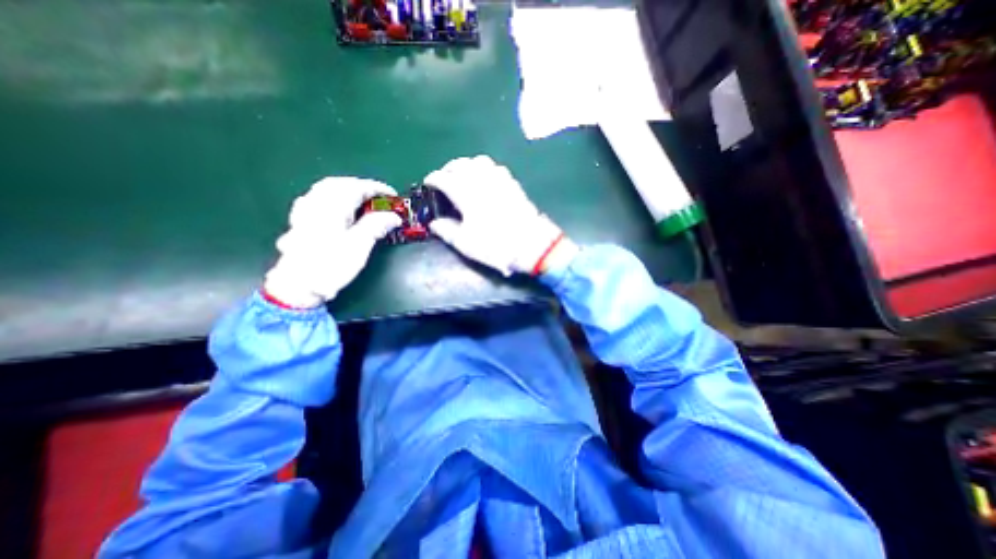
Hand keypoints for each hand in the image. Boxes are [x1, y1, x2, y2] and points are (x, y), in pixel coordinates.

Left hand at [267, 176, 405, 308]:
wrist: (298, 285)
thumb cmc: (330, 264)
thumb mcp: (359, 245)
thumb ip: (376, 226)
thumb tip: (394, 217)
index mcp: (332, 206)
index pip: (357, 187)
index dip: (377, 189)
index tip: (394, 196)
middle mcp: (316, 203)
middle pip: (340, 184)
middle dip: (362, 187)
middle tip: (380, 198)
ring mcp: (305, 211)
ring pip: (326, 189)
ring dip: (347, 190)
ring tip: (362, 200)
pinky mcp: (300, 221)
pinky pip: (317, 199)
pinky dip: (333, 197)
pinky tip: (337, 207)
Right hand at [423, 155, 572, 275]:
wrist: (529, 244)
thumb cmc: (494, 245)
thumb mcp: (465, 243)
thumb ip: (447, 231)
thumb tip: (434, 224)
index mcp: (465, 193)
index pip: (443, 178)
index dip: (433, 179)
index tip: (429, 183)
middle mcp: (481, 180)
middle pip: (460, 164)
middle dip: (449, 168)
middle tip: (444, 178)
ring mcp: (499, 179)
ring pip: (479, 161)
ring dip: (467, 165)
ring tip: (464, 176)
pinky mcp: (512, 183)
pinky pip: (496, 167)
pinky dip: (485, 168)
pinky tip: (485, 179)